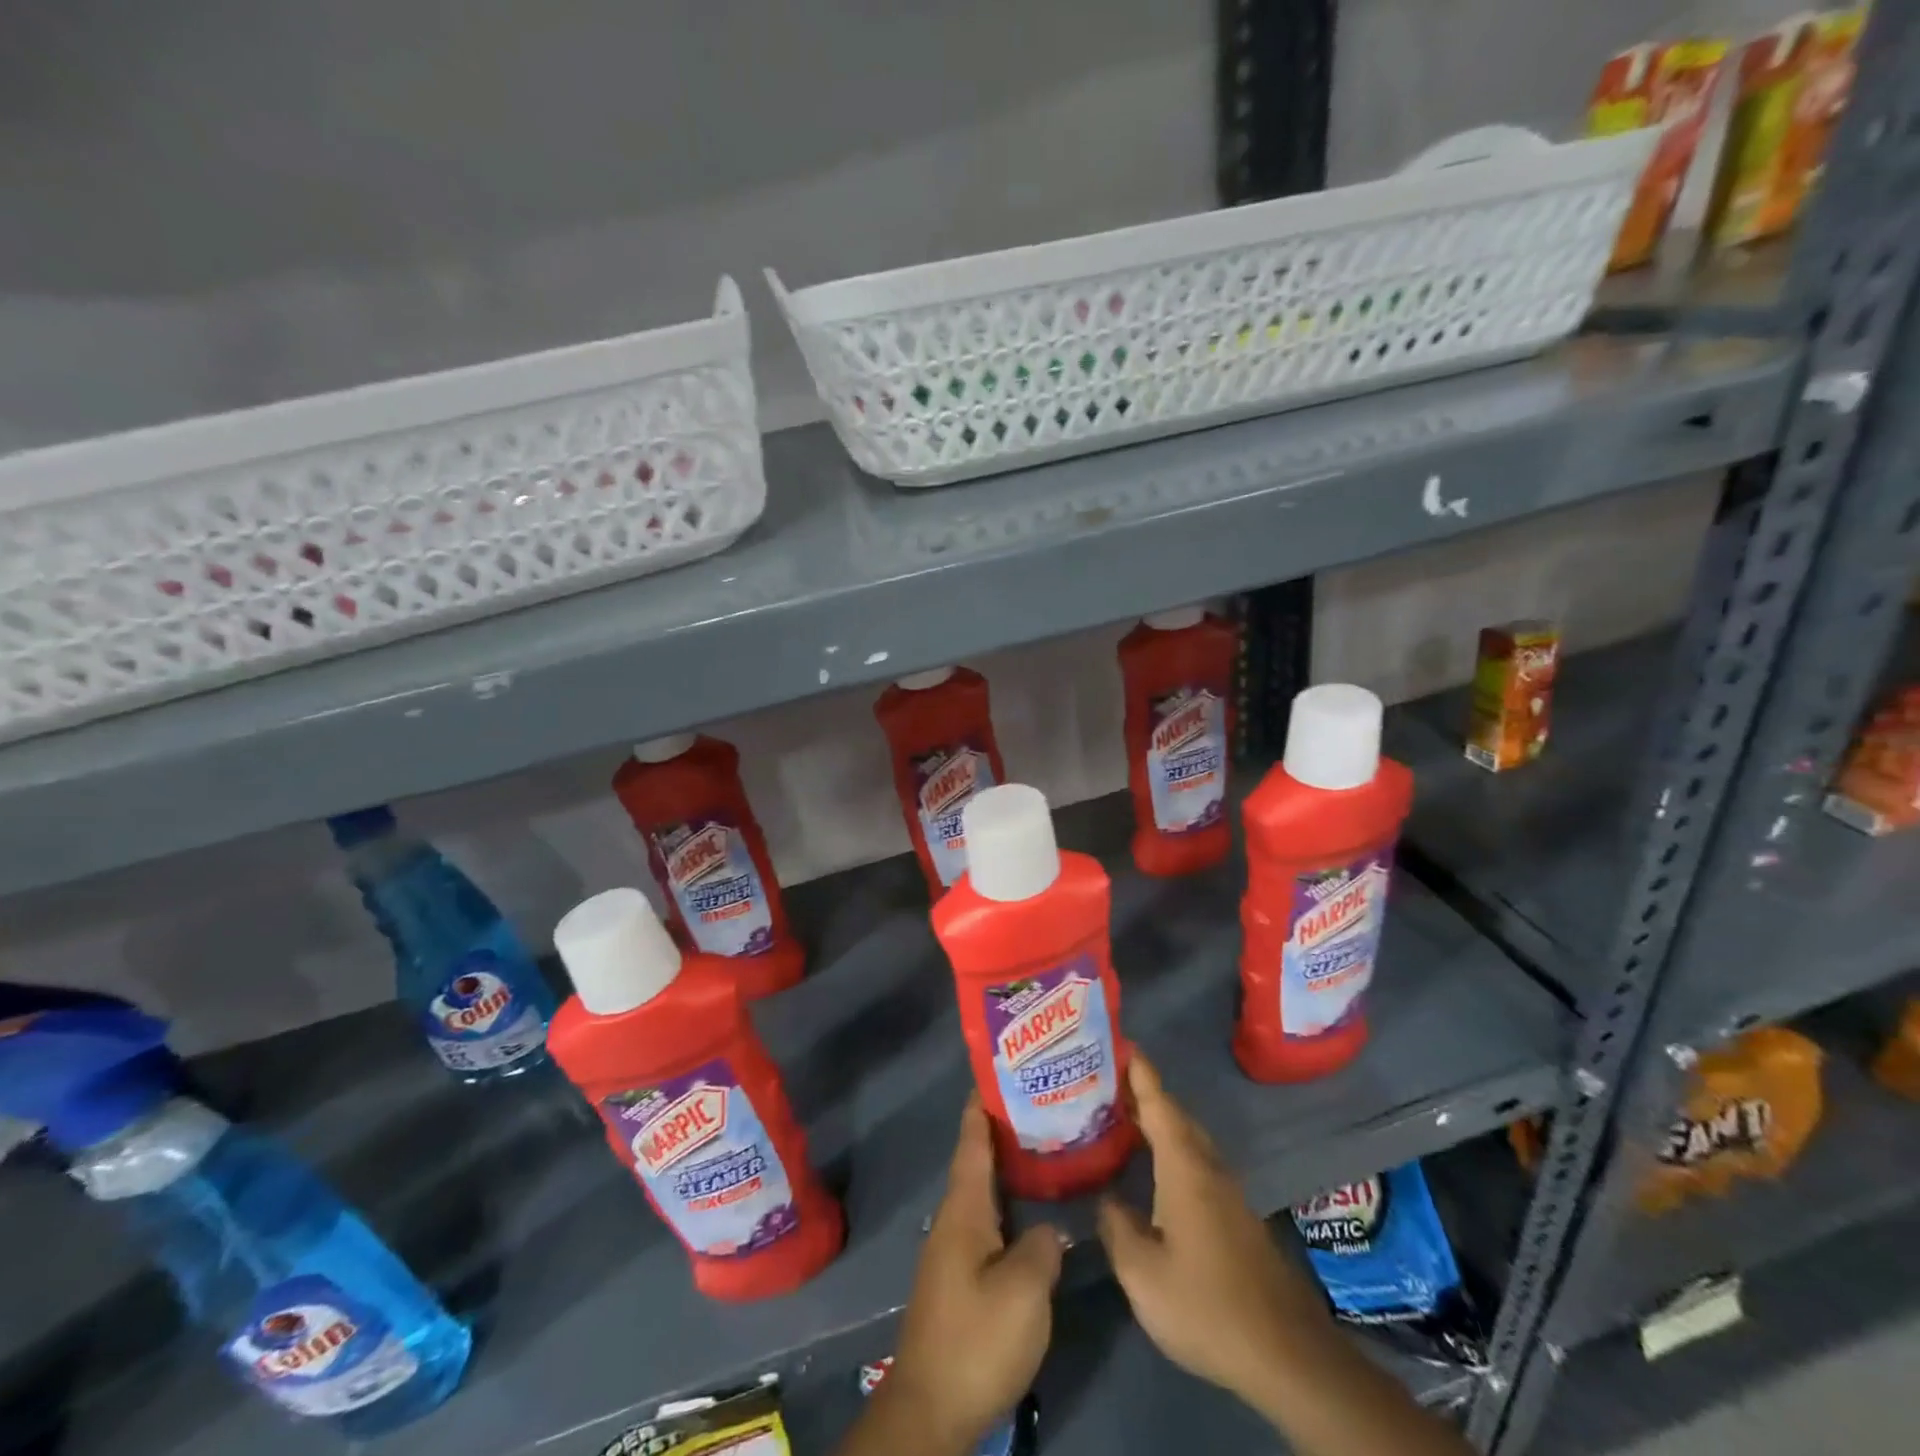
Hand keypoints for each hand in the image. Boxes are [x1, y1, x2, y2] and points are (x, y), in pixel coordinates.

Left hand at [884, 1096, 1065, 1454]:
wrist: (932, 1408)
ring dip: (1007, 1169)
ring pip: (983, 1193)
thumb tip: (1052, 1229)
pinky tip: (1032, 1213)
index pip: (972, 1142)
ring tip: (1042, 1149)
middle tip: (1038, 1105)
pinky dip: (1008, 1204)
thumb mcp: (1023, 1290)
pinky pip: (987, 1222)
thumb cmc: (976, 1337)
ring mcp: (955, 1250)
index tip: (996, 1073)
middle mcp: (955, 1220)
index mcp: (964, 1209)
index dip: (982, 1106)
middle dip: (1001, 1132)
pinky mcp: (961, 1279)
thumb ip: (1042, 1247)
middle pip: (978, 1163)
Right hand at [1096, 1056, 1333, 1405]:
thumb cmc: (1207, 1304)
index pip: (1158, 1103)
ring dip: (1157, 1122)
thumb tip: (1106, 1196)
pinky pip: (1195, 1162)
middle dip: (1142, 1093)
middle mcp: (1208, 1167)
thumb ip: (1117, 1226)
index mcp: (1184, 1167)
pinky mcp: (1235, 1217)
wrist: (1287, 1356)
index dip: (1138, 1071)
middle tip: (1104, 1080)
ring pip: (1187, 1140)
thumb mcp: (1143, 1273)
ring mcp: (1226, 1192)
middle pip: (1174, 1115)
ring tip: (1121, 1117)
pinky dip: (1169, 1150)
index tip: (1120, 1040)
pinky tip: (1152, 1170)